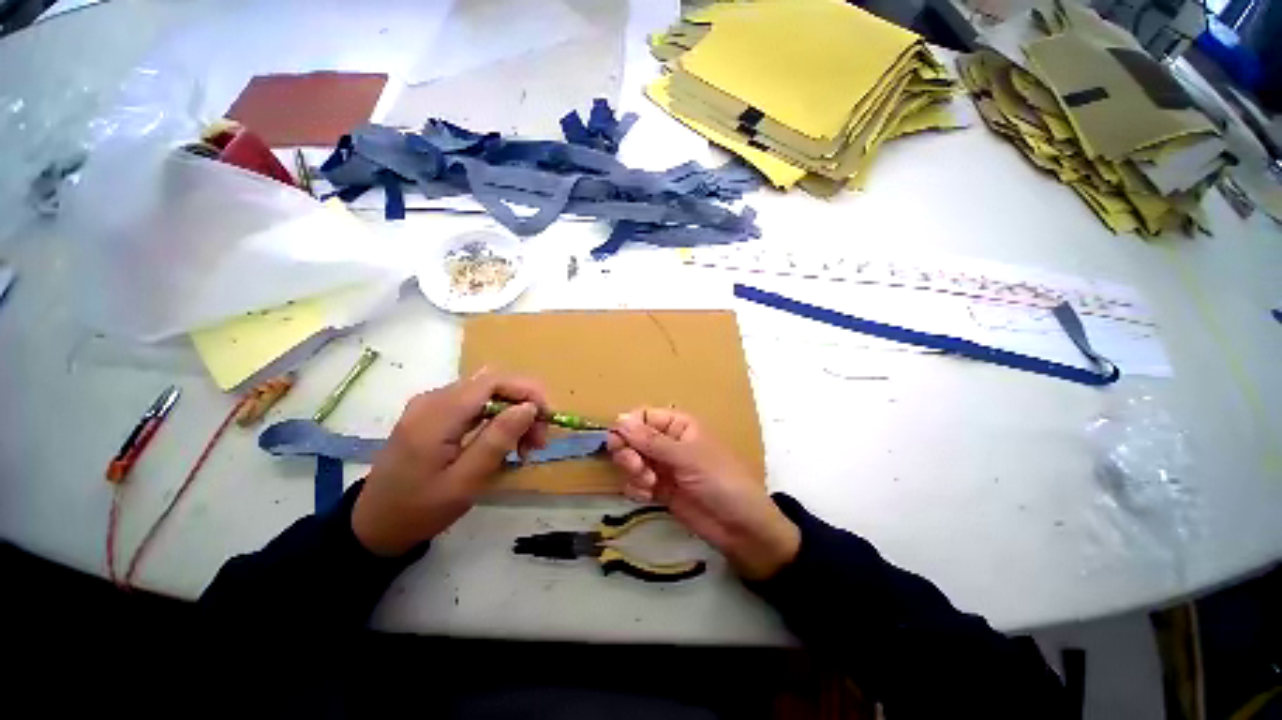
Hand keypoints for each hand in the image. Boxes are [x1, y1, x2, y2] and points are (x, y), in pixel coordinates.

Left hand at [352, 371, 548, 556]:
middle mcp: (433, 399)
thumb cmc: (420, 509)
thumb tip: (529, 407)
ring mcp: (431, 404)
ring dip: (513, 414)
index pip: (492, 381)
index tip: (547, 418)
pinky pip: (475, 405)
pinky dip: (497, 419)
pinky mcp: (433, 413)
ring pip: (487, 394)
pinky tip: (503, 442)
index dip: (527, 391)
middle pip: (493, 385)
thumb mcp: (465, 481)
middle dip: (524, 406)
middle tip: (537, 441)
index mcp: (436, 415)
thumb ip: (497, 440)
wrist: (374, 525)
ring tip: (524, 447)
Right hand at [608, 409, 798, 579]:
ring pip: (631, 460)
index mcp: (678, 425)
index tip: (618, 442)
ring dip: (634, 472)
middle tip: (636, 466)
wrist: (740, 527)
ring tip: (650, 484)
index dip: (627, 427)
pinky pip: (636, 482)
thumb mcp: (687, 457)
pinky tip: (650, 496)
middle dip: (628, 452)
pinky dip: (637, 488)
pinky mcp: (659, 489)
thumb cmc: (720, 479)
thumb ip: (651, 440)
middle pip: (632, 438)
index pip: (642, 416)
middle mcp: (667, 442)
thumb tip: (619, 420)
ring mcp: (662, 466)